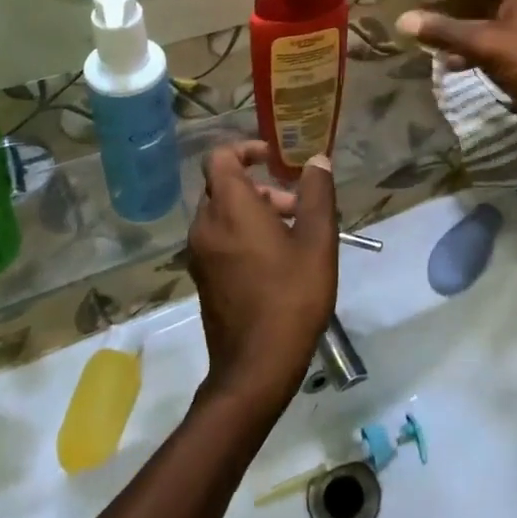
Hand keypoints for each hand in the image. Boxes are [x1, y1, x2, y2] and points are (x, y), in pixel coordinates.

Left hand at [188, 143, 338, 417]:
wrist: (255, 368)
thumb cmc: (291, 298)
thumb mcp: (317, 242)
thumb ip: (317, 194)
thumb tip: (317, 160)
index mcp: (230, 209)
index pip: (220, 157)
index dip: (246, 149)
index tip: (275, 159)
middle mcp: (205, 225)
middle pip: (224, 185)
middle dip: (260, 186)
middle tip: (296, 208)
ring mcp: (199, 254)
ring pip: (222, 213)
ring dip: (253, 211)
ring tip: (292, 236)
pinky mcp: (201, 277)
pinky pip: (218, 237)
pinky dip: (241, 233)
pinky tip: (275, 261)